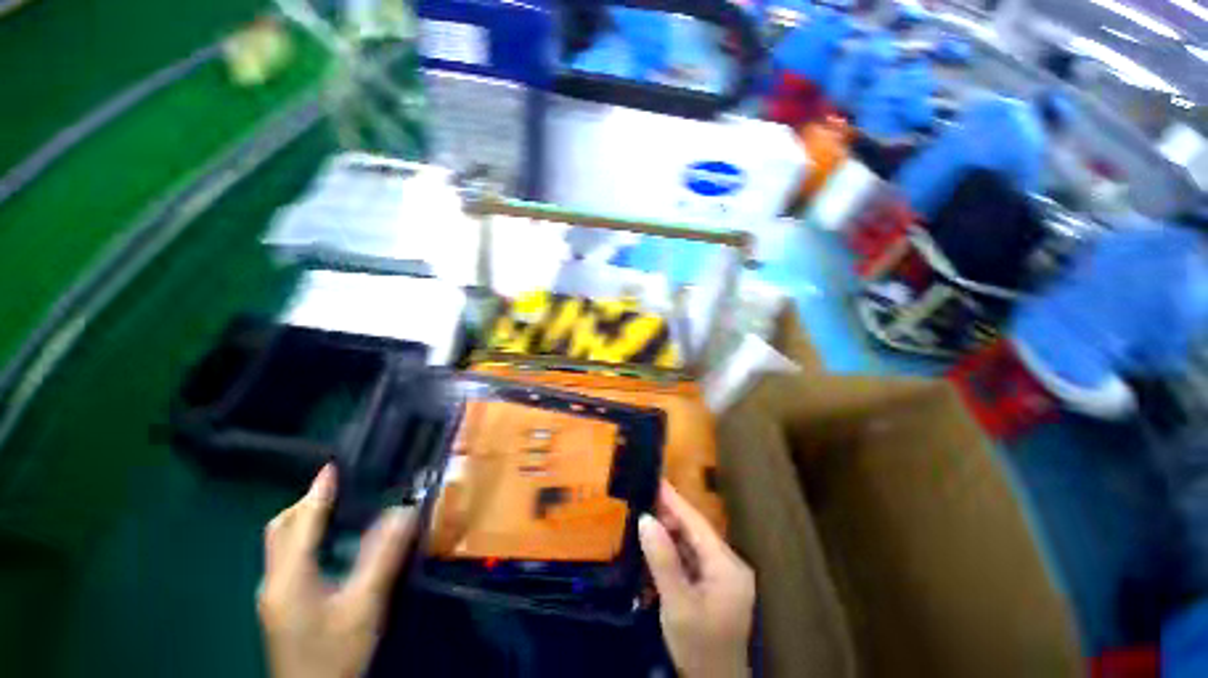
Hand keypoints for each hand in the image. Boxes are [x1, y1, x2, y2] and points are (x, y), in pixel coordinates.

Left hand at [258, 465, 415, 677]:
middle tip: (338, 488)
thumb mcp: (365, 604)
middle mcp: (274, 580)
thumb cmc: (336, 652)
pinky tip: (328, 546)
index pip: (300, 523)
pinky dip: (304, 539)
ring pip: (280, 545)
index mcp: (290, 577)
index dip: (316, 493)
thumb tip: (406, 511)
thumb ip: (384, 556)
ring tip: (336, 508)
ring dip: (303, 520)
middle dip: (304, 504)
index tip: (332, 466)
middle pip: (279, 530)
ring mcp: (273, 595)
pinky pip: (287, 558)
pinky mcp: (279, 606)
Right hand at [639, 482, 755, 677]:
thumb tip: (646, 519)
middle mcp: (729, 564)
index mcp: (727, 565)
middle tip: (642, 501)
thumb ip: (663, 560)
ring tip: (644, 521)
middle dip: (669, 517)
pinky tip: (656, 549)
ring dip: (669, 535)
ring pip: (692, 545)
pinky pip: (691, 560)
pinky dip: (673, 553)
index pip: (697, 523)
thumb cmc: (699, 647)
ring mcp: (723, 576)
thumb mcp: (677, 605)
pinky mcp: (714, 587)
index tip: (656, 480)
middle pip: (695, 532)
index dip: (675, 500)